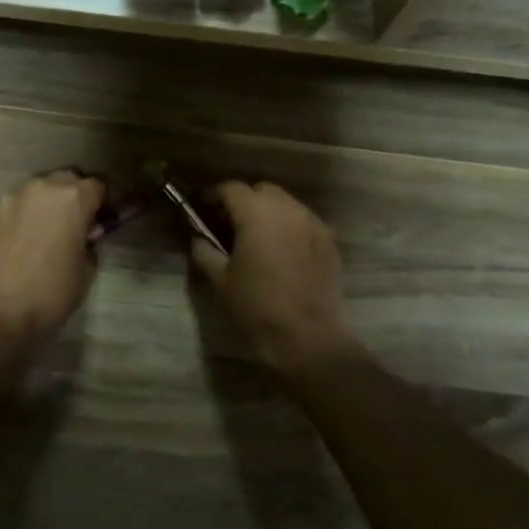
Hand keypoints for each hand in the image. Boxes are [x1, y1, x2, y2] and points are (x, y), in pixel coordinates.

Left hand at [0, 171, 104, 346]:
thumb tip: (84, 233)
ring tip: (46, 230)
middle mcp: (41, 188)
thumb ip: (89, 240)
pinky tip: (22, 240)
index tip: (102, 219)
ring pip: (37, 189)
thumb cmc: (52, 293)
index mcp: (73, 198)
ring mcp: (11, 198)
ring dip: (46, 203)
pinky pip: (15, 206)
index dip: (103, 202)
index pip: (98, 185)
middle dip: (74, 195)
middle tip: (75, 222)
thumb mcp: (87, 268)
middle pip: (66, 179)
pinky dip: (23, 215)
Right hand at [188, 180, 356, 374]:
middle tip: (229, 225)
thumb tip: (198, 237)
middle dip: (243, 201)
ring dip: (268, 212)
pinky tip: (280, 251)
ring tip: (256, 238)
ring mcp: (313, 223)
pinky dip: (288, 227)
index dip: (214, 196)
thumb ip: (205, 251)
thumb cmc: (257, 307)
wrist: (308, 339)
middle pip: (261, 190)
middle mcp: (288, 209)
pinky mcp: (329, 241)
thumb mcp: (220, 280)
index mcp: (257, 213)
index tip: (202, 210)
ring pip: (286, 204)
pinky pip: (303, 222)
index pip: (231, 189)